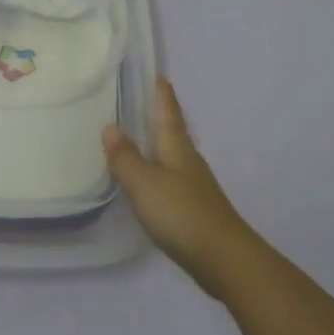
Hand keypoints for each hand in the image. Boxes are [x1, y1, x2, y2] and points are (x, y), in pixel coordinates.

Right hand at [104, 78, 264, 298]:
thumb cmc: (181, 213)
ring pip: (173, 156)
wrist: (223, 259)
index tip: (157, 74)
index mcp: (177, 148)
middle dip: (159, 116)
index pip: (168, 112)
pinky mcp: (194, 209)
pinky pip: (172, 180)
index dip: (162, 94)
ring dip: (157, 144)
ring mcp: (194, 186)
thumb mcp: (144, 183)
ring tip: (138, 137)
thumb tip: (110, 127)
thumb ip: (125, 157)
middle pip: (173, 132)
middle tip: (141, 101)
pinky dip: (158, 172)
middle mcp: (188, 161)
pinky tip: (148, 181)